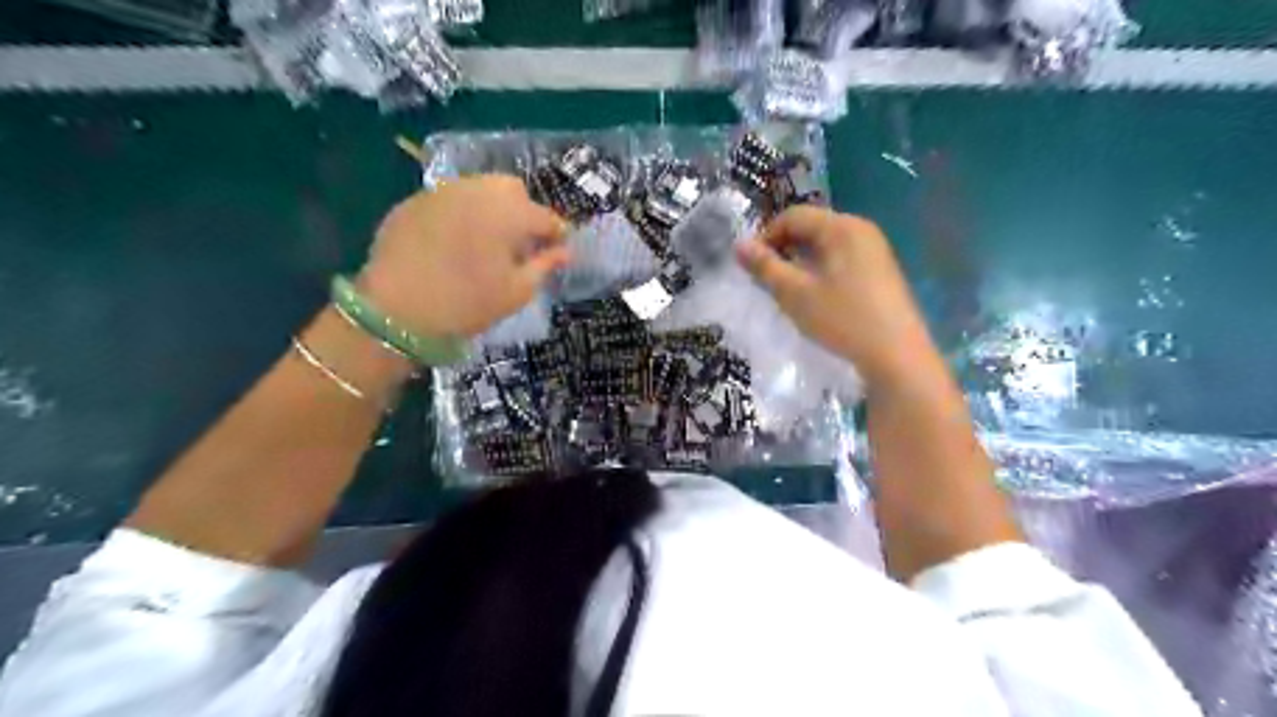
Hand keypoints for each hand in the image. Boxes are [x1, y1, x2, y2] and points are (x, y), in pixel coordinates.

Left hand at [351, 176, 565, 337]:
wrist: (395, 311)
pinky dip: (460, 214)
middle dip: (523, 211)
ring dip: (491, 208)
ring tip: (486, 240)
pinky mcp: (414, 201)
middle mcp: (478, 191)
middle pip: (512, 189)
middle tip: (520, 244)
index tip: (558, 250)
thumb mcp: (516, 292)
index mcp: (509, 212)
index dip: (557, 234)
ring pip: (479, 188)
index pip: (546, 217)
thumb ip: (544, 265)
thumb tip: (563, 252)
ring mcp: (442, 192)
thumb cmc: (467, 304)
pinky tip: (453, 243)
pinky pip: (449, 200)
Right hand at [739, 204, 934, 389]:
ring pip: (826, 245)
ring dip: (801, 261)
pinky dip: (821, 270)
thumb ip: (764, 267)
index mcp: (841, 227)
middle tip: (768, 280)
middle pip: (811, 227)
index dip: (766, 236)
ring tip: (789, 291)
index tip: (752, 266)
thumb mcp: (794, 294)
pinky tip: (817, 298)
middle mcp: (861, 229)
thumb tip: (739, 245)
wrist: (896, 355)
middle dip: (784, 249)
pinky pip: (842, 258)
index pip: (793, 216)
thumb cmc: (841, 319)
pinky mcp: (881, 270)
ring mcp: (875, 249)